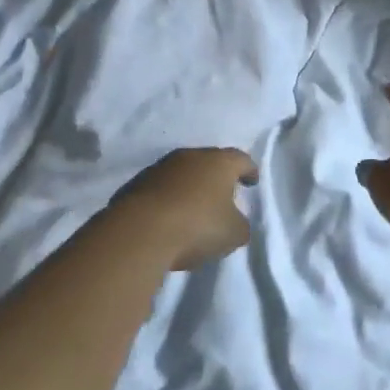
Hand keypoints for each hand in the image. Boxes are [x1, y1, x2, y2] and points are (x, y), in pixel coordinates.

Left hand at [110, 147, 258, 270]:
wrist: (140, 231)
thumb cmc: (197, 226)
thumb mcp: (233, 233)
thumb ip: (240, 224)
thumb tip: (235, 220)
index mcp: (219, 162)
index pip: (241, 159)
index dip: (249, 170)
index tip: (252, 180)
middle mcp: (190, 156)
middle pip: (210, 161)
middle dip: (218, 176)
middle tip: (224, 193)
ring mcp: (161, 167)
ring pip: (183, 172)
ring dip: (191, 186)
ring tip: (195, 206)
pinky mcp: (137, 183)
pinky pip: (162, 187)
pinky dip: (170, 197)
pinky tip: (170, 215)